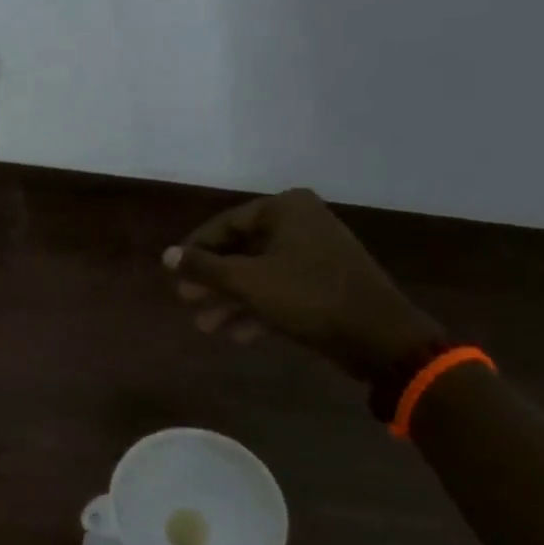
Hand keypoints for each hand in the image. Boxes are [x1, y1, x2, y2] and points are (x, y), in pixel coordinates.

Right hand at [163, 189, 439, 381]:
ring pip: (258, 272)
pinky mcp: (323, 281)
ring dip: (230, 299)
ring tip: (205, 326)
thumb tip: (166, 255)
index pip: (224, 225)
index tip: (173, 276)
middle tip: (186, 301)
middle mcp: (300, 222)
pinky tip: (237, 334)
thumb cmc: (308, 296)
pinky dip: (257, 307)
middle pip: (240, 249)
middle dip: (212, 280)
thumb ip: (203, 267)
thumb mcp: (247, 281)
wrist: (378, 335)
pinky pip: (279, 288)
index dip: (195, 251)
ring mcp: (314, 252)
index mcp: (285, 208)